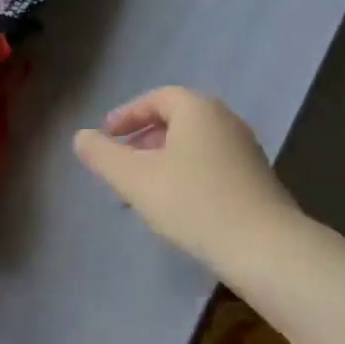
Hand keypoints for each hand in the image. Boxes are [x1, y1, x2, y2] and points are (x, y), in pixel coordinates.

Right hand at [74, 87, 300, 276]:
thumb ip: (103, 156)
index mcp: (198, 109)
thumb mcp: (136, 179)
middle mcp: (225, 119)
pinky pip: (211, 164)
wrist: (263, 245)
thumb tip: (81, 137)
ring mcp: (245, 148)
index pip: (157, 98)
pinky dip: (187, 174)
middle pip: (177, 120)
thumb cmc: (193, 203)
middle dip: (144, 140)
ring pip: (194, 145)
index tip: (106, 136)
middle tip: (120, 164)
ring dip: (164, 160)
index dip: (127, 115)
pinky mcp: (255, 177)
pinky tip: (178, 206)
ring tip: (143, 190)